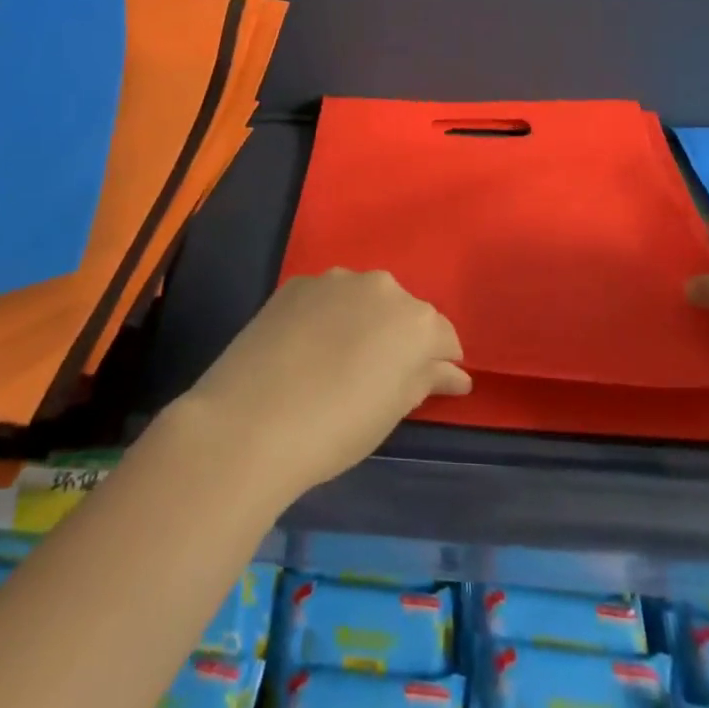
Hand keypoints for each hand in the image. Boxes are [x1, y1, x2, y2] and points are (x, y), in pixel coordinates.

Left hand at [178, 270, 470, 501]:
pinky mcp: (297, 283)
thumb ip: (427, 380)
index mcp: (416, 320)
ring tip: (335, 364)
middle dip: (398, 338)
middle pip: (402, 312)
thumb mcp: (393, 410)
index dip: (438, 364)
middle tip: (376, 379)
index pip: (443, 337)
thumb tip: (455, 373)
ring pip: (362, 300)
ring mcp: (335, 279)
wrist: (253, 420)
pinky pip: (325, 298)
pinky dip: (325, 317)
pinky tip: (304, 350)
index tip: (426, 387)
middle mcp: (382, 286)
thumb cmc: (339, 427)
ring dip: (360, 322)